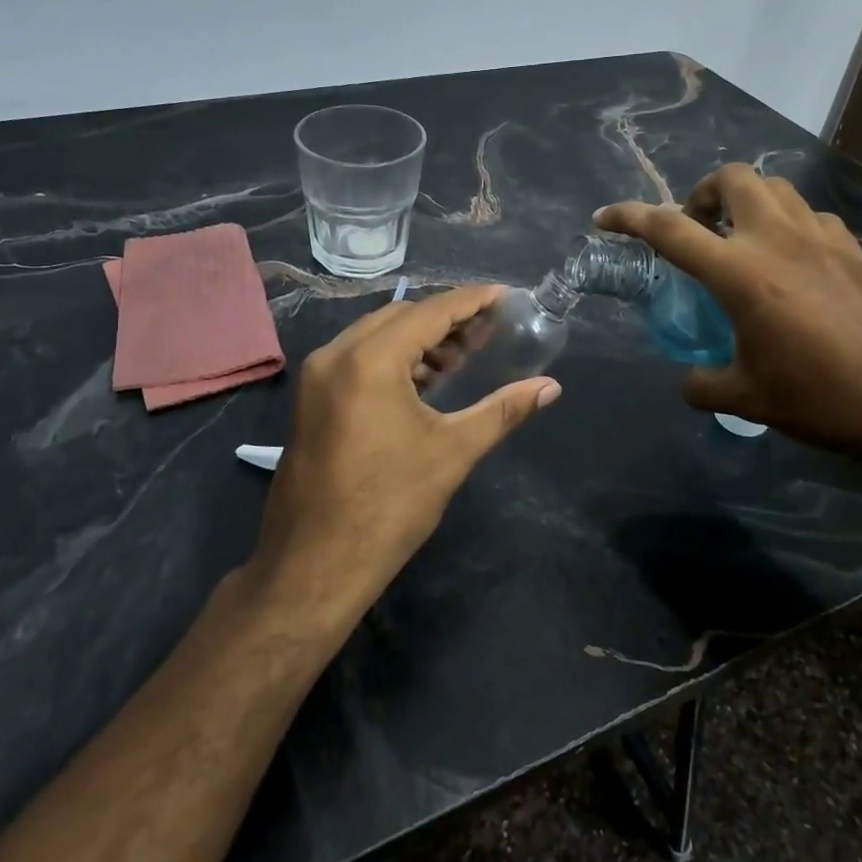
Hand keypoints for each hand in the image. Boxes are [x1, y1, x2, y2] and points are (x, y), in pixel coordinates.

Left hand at [249, 284, 559, 626]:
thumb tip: (550, 387)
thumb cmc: (389, 506)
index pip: (429, 312)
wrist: (314, 566)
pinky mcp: (311, 400)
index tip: (504, 296)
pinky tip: (423, 382)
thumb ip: (503, 411)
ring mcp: (316, 377)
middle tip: (488, 330)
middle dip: (445, 319)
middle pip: (400, 317)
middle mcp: (335, 355)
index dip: (470, 301)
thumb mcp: (452, 452)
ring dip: (418, 340)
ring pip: (375, 337)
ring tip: (461, 358)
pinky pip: (357, 359)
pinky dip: (392, 359)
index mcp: (369, 360)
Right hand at [595, 164, 861, 473]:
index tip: (604, 217)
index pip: (669, 229)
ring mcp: (823, 239)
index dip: (629, 217)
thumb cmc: (828, 399)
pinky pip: (811, 216)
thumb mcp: (751, 399)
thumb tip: (690, 381)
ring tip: (739, 240)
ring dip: (747, 201)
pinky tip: (792, 264)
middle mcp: (778, 240)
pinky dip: (787, 224)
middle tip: (695, 227)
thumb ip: (706, 385)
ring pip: (776, 188)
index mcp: (741, 272)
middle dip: (702, 190)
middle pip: (733, 178)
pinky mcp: (856, 251)